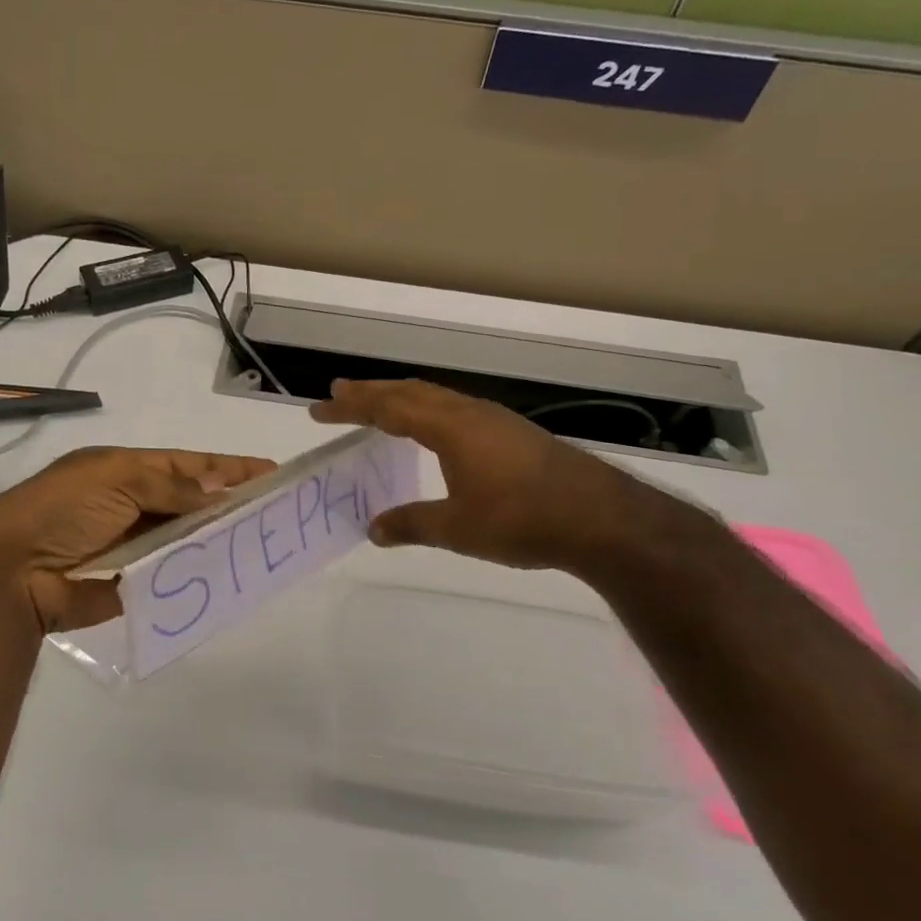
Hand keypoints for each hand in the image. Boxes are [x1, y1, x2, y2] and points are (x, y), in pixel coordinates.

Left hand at [0, 446, 275, 633]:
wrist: (12, 571)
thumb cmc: (63, 510)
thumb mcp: (116, 479)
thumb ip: (170, 486)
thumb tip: (215, 495)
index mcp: (124, 471)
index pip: (186, 465)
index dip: (226, 467)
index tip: (268, 471)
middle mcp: (130, 504)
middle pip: (189, 502)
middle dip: (227, 504)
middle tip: (273, 512)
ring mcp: (131, 546)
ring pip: (184, 538)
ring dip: (215, 539)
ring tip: (259, 543)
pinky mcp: (130, 583)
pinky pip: (171, 573)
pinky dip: (195, 571)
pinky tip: (227, 573)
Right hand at [310, 378, 680, 577]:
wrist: (600, 518)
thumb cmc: (521, 519)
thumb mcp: (457, 528)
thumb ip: (411, 524)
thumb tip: (373, 529)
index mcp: (449, 427)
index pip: (389, 408)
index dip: (352, 407)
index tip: (320, 408)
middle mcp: (470, 413)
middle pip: (411, 392)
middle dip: (372, 393)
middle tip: (339, 394)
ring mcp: (496, 421)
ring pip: (437, 398)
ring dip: (402, 399)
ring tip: (379, 408)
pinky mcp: (514, 434)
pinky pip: (457, 411)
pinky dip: (429, 412)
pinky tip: (434, 433)